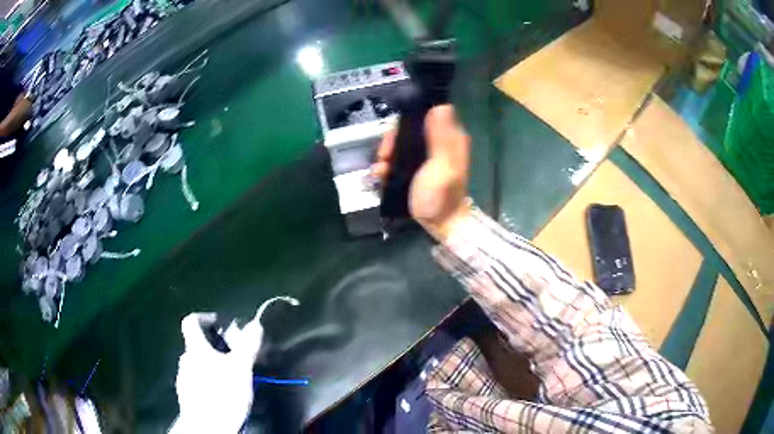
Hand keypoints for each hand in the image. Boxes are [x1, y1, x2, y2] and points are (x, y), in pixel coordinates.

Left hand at [171, 312, 264, 432]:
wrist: (207, 426)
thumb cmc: (222, 393)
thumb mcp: (241, 368)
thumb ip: (247, 345)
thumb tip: (255, 324)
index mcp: (195, 349)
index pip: (191, 322)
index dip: (204, 318)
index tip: (218, 323)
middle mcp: (186, 361)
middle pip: (196, 346)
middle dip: (213, 349)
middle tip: (233, 358)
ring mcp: (184, 379)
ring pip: (197, 366)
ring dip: (211, 368)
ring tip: (230, 379)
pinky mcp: (187, 397)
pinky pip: (196, 383)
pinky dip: (207, 384)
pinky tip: (222, 395)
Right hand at [373, 105, 470, 240]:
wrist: (440, 224)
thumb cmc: (441, 196)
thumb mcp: (442, 166)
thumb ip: (440, 138)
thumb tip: (441, 106)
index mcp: (450, 138)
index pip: (425, 114)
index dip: (406, 121)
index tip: (394, 137)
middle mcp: (439, 143)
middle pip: (409, 129)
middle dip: (392, 141)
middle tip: (384, 156)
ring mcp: (427, 157)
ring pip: (401, 144)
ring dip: (387, 154)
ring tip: (380, 170)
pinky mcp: (417, 169)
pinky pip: (399, 158)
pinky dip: (388, 165)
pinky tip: (381, 175)